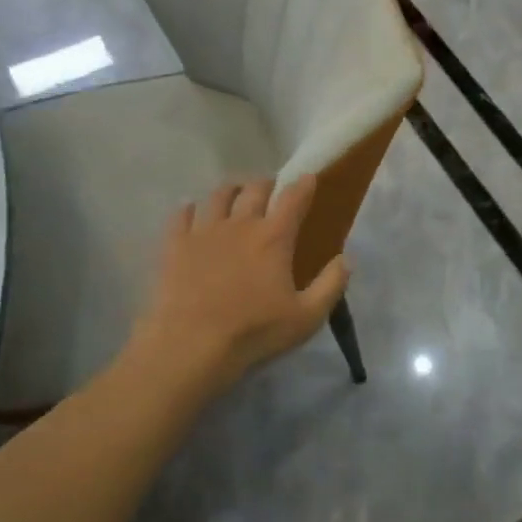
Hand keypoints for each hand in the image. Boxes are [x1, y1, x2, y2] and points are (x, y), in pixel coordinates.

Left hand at [130, 175, 348, 394]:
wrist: (192, 344)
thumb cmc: (254, 331)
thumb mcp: (307, 317)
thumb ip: (331, 285)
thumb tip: (345, 259)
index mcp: (274, 237)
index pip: (293, 198)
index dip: (303, 184)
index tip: (309, 177)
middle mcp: (241, 224)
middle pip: (255, 190)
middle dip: (266, 184)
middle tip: (270, 188)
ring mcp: (205, 231)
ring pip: (219, 196)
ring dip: (231, 190)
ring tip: (234, 193)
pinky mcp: (176, 244)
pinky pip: (181, 214)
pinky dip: (189, 208)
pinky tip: (190, 210)